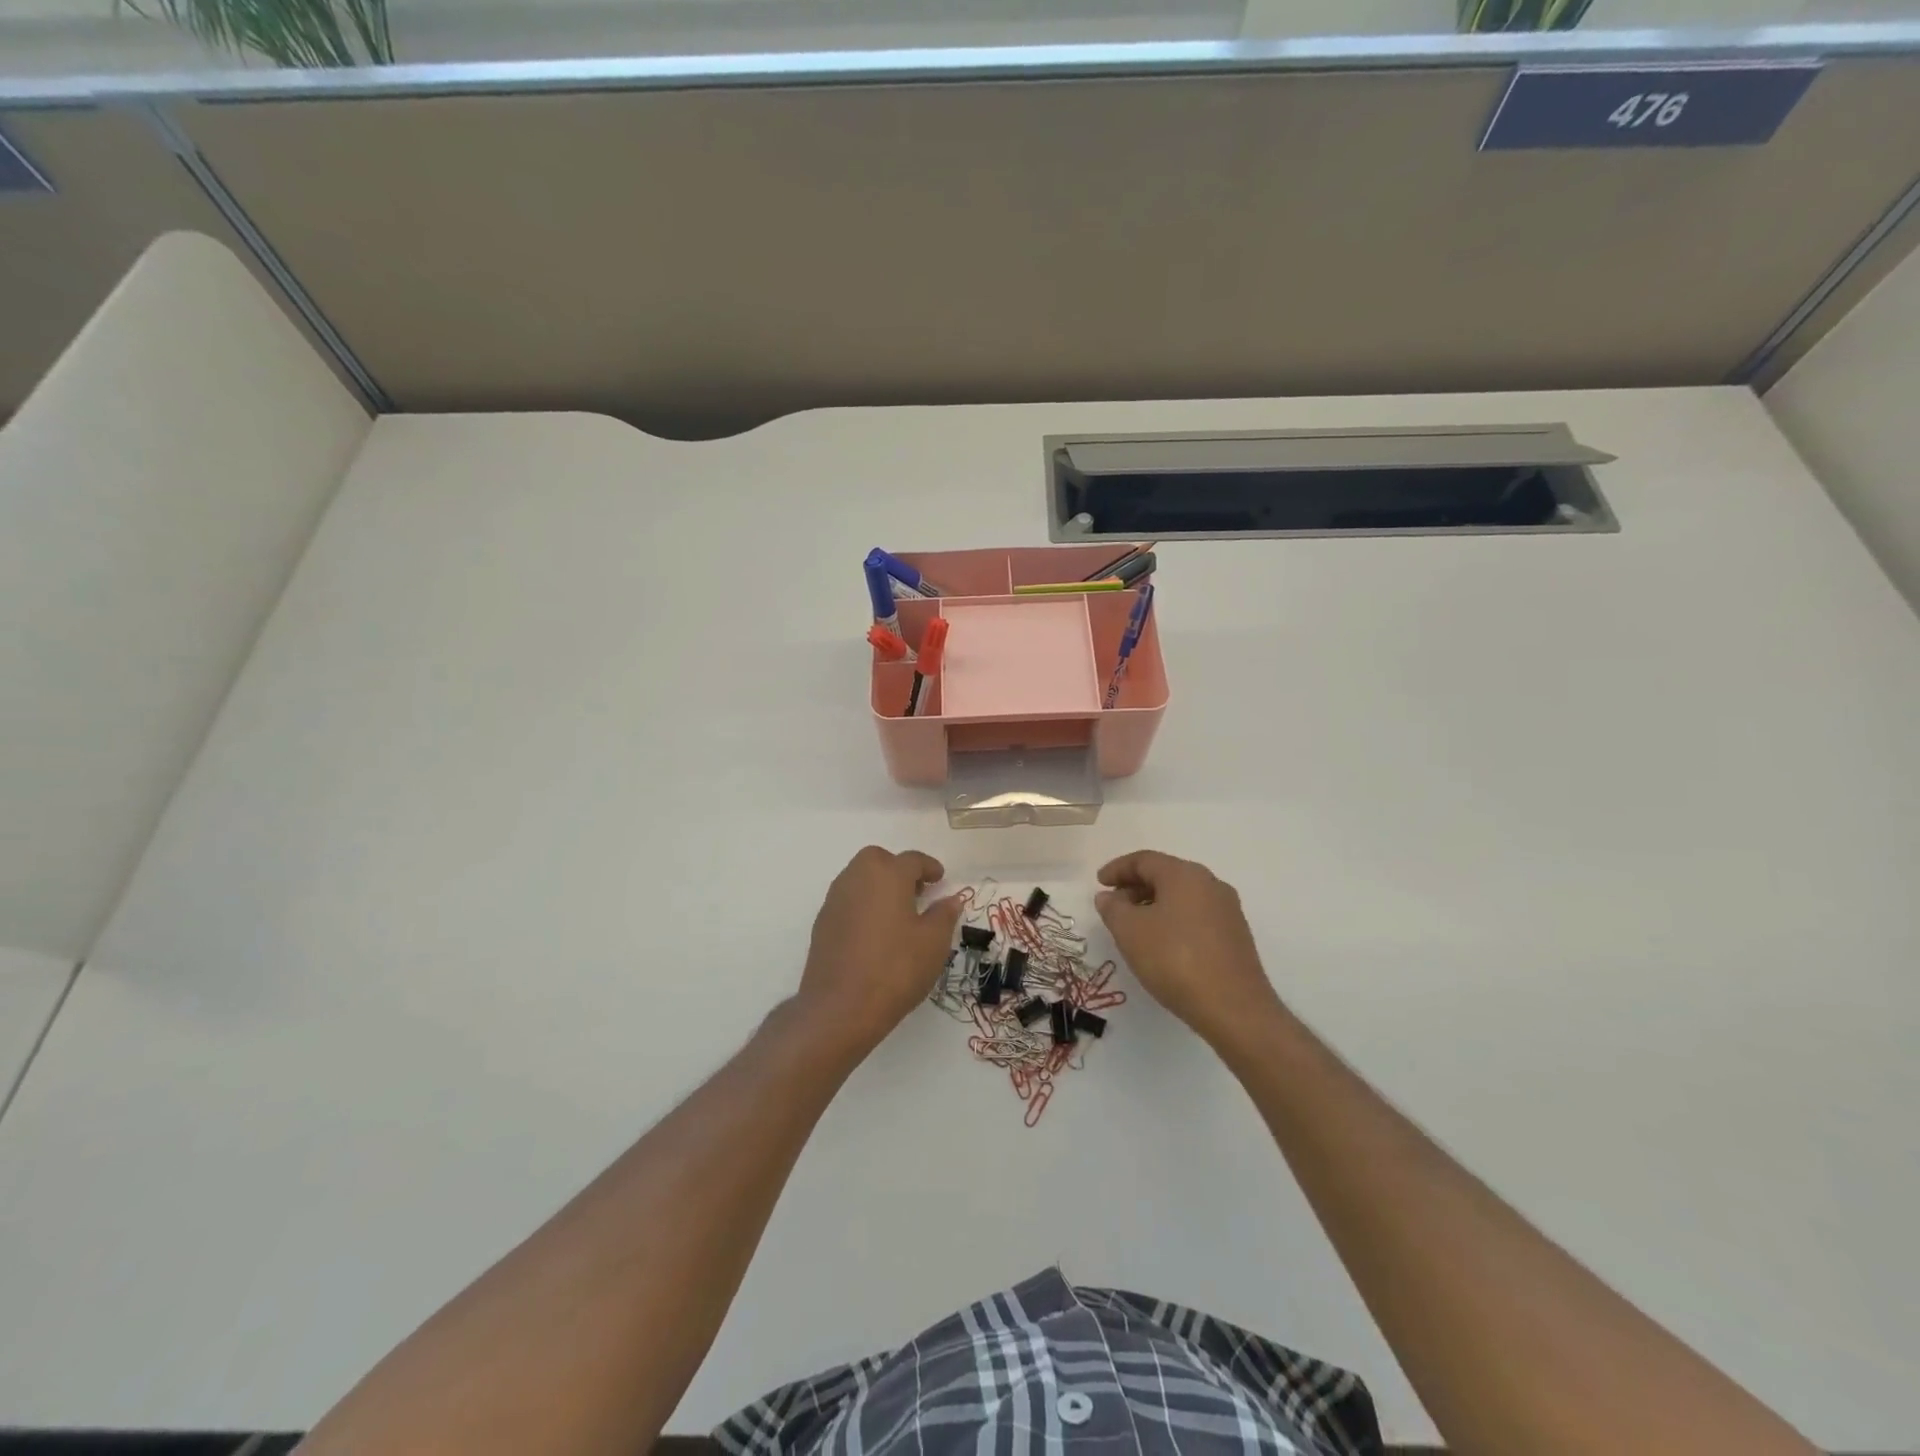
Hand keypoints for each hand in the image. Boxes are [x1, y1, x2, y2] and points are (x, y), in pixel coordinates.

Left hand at [796, 846, 962, 1054]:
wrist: (840, 1008)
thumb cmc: (895, 968)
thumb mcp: (933, 942)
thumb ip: (944, 915)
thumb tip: (950, 899)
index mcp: (887, 874)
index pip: (912, 860)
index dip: (929, 867)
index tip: (940, 878)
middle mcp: (857, 878)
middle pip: (878, 860)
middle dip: (898, 869)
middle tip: (916, 891)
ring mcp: (835, 900)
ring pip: (859, 878)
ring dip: (878, 886)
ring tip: (897, 912)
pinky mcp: (822, 923)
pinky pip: (847, 901)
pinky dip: (863, 905)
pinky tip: (875, 932)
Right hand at [1095, 850, 1282, 1045]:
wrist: (1234, 1008)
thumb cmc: (1175, 960)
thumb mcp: (1130, 931)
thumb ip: (1113, 908)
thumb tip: (1109, 896)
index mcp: (1184, 874)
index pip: (1144, 860)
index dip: (1117, 869)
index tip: (1099, 883)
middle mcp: (1210, 884)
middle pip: (1165, 874)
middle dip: (1135, 886)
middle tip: (1113, 906)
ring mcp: (1227, 910)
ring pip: (1181, 896)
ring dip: (1154, 904)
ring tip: (1134, 927)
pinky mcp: (1235, 935)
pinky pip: (1196, 915)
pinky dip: (1173, 920)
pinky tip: (1162, 944)